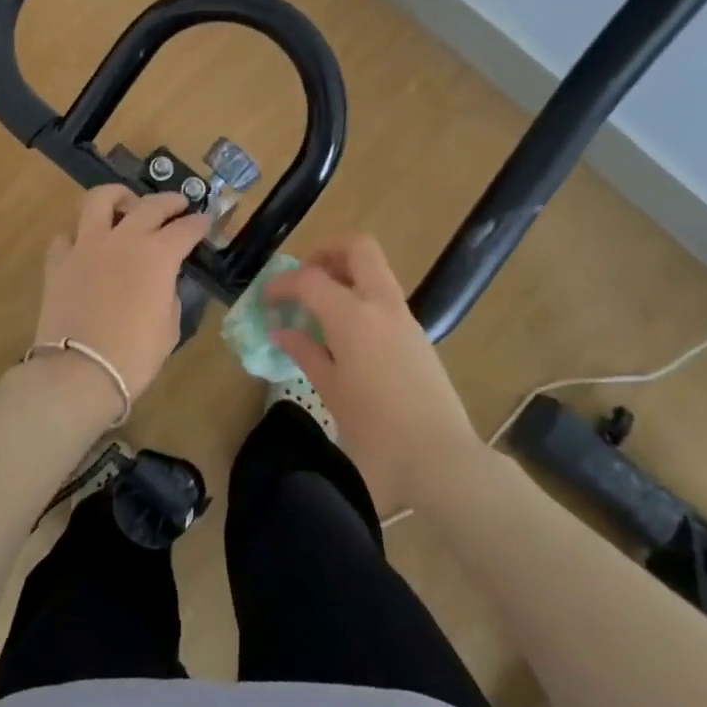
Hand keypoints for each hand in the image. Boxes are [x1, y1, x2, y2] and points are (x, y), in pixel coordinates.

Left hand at [35, 186, 211, 402]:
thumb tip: (161, 282)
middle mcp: (123, 239)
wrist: (79, 372)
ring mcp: (86, 245)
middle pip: (150, 205)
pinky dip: (79, 234)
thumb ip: (168, 293)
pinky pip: (67, 234)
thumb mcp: (168, 326)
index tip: (205, 222)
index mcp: (157, 255)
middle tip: (178, 204)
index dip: (199, 224)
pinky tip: (86, 243)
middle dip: (169, 201)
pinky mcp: (58, 261)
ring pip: (100, 200)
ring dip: (118, 197)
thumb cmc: (134, 355)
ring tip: (125, 203)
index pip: (185, 229)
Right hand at [267, 234, 482, 512]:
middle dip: (326, 252)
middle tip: (302, 278)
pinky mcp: (417, 335)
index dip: (282, 283)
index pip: (310, 279)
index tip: (266, 298)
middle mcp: (381, 305)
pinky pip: (383, 297)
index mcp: (353, 316)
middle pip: (358, 248)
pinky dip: (359, 297)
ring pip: (375, 270)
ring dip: (344, 273)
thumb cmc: (375, 429)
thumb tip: (281, 330)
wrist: (440, 458)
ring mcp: (404, 318)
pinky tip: (342, 333)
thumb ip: (304, 352)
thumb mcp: (330, 390)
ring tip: (317, 307)